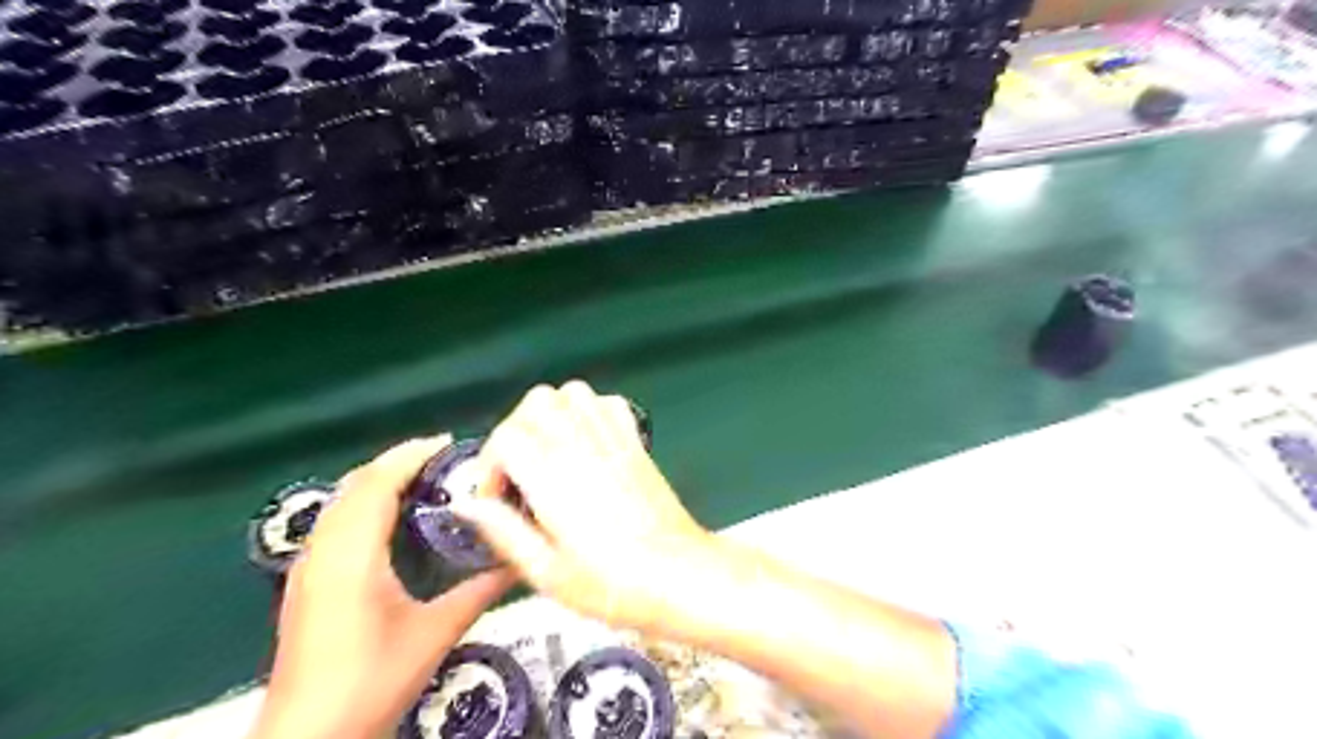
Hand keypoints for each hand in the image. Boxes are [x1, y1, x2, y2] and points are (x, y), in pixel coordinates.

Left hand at [250, 437, 517, 738]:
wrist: (308, 738)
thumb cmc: (372, 681)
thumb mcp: (435, 633)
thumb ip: (479, 592)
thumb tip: (520, 562)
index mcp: (352, 556)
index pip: (378, 483)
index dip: (412, 455)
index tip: (450, 442)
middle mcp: (322, 551)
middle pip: (356, 484)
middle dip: (398, 462)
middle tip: (444, 458)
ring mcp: (307, 567)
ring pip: (342, 502)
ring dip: (380, 481)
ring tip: (424, 479)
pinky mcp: (305, 583)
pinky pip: (336, 522)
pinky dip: (365, 503)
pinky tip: (392, 519)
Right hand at [453, 381, 719, 635]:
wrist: (679, 575)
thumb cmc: (612, 584)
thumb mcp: (547, 573)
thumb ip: (504, 532)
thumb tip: (468, 506)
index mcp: (554, 477)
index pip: (507, 437)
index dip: (490, 466)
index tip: (498, 499)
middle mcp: (582, 445)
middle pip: (536, 402)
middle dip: (514, 431)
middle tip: (518, 472)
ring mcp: (613, 438)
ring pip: (571, 393)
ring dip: (550, 415)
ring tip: (548, 453)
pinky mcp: (636, 441)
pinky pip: (607, 402)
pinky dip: (587, 411)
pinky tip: (584, 443)